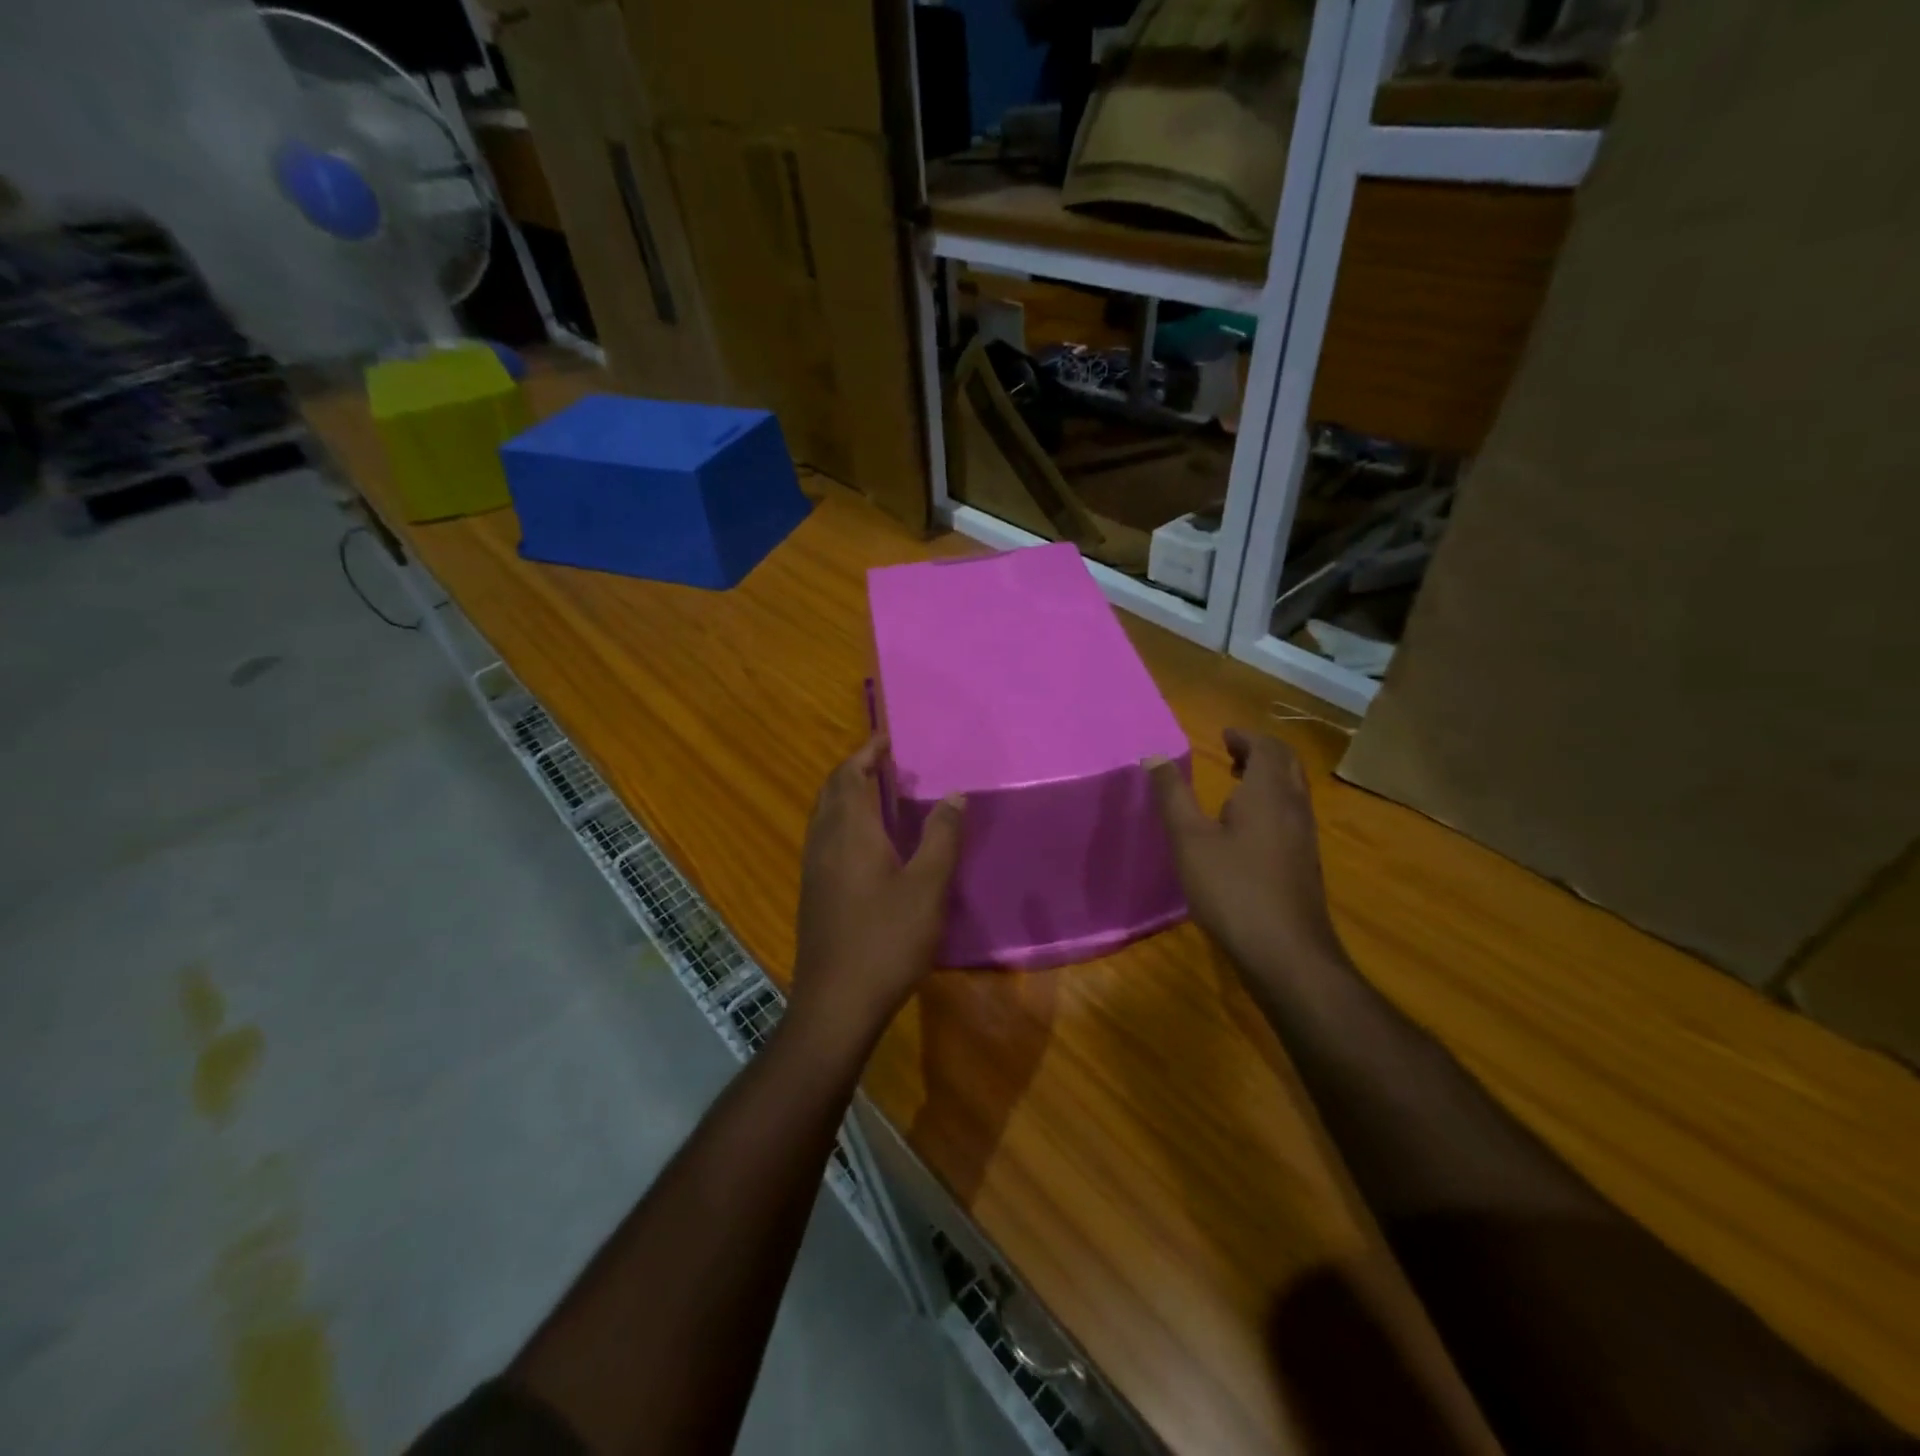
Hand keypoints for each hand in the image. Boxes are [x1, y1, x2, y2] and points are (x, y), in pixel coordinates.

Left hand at [790, 736, 964, 1050]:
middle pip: (832, 790)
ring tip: (882, 796)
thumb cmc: (886, 940)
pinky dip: (843, 822)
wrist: (836, 1002)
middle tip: (889, 764)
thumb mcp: (928, 887)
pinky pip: (824, 838)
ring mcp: (813, 868)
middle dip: (855, 769)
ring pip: (825, 815)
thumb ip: (942, 837)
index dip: (867, 752)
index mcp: (849, 831)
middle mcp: (824, 841)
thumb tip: (955, 794)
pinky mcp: (813, 892)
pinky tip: (869, 844)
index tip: (890, 738)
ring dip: (847, 796)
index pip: (850, 774)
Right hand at [1148, 730, 1344, 977]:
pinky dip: (1272, 803)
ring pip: (1293, 791)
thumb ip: (1172, 796)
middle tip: (1232, 752)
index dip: (1245, 737)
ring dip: (1268, 778)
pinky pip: (1292, 815)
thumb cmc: (1232, 889)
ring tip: (1237, 783)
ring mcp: (1304, 838)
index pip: (1267, 748)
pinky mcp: (1305, 864)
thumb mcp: (1189, 840)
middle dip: (1261, 752)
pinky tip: (1247, 829)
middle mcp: (1294, 808)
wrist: (1286, 952)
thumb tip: (1153, 756)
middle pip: (1287, 765)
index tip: (1224, 735)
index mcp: (1268, 794)